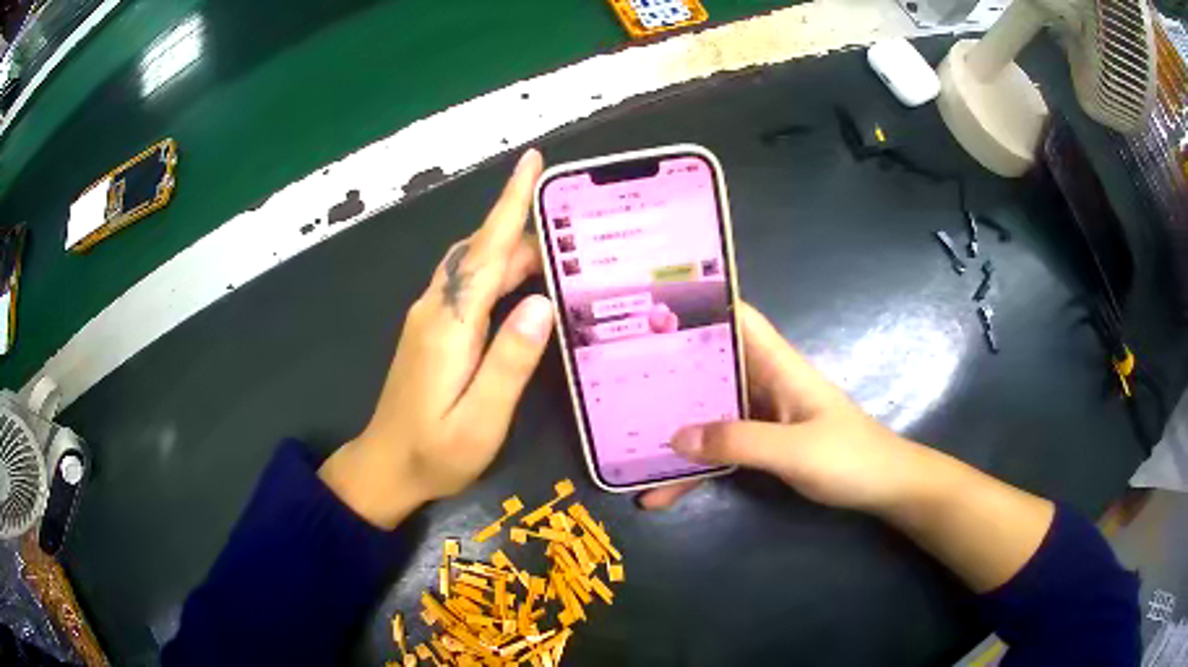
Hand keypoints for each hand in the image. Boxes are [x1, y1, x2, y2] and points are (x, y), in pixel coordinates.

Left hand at [319, 150, 553, 528]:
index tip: (533, 161)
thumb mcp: (480, 420)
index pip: (485, 250)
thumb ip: (509, 362)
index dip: (510, 203)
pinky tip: (526, 286)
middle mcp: (435, 307)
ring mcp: (430, 317)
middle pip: (484, 252)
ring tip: (564, 253)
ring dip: (515, 251)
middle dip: (527, 231)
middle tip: (580, 230)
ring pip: (475, 266)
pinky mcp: (432, 329)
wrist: (385, 467)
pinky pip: (469, 285)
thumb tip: (541, 303)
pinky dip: (500, 272)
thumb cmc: (434, 452)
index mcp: (448, 324)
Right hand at [640, 302, 932, 513]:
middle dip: (665, 367)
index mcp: (777, 364)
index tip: (647, 305)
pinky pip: (718, 448)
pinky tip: (660, 493)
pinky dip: (692, 467)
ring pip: (707, 410)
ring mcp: (760, 414)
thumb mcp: (795, 450)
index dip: (697, 303)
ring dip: (672, 426)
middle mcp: (763, 381)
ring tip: (621, 440)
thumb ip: (739, 441)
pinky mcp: (760, 444)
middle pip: (708, 364)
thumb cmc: (849, 457)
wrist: (882, 487)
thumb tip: (675, 436)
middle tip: (611, 372)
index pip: (736, 316)